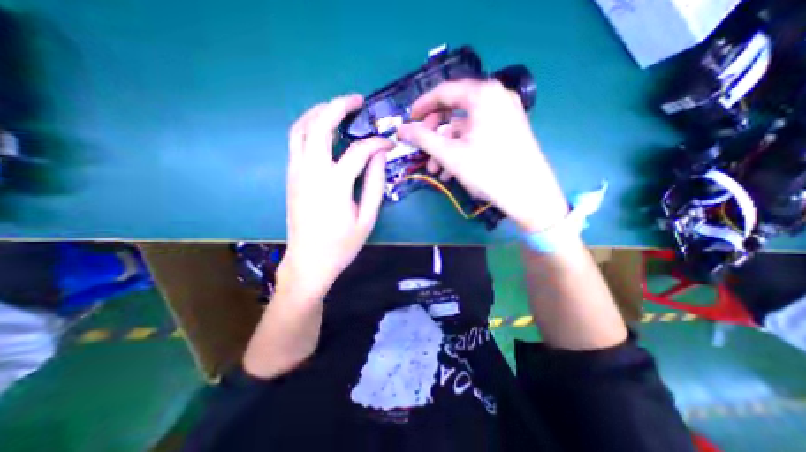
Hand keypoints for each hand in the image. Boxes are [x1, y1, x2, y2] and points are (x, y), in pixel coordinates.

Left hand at [281, 95, 394, 299]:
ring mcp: (296, 172)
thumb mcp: (367, 219)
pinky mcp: (291, 176)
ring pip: (300, 128)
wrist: (308, 261)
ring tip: (338, 107)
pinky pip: (295, 141)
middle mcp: (311, 171)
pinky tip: (322, 129)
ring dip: (319, 111)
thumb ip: (375, 184)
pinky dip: (308, 126)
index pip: (358, 151)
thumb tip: (379, 156)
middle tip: (357, 100)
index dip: (377, 143)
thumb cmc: (341, 245)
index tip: (390, 144)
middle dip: (339, 105)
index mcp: (334, 184)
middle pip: (319, 124)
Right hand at [397, 79, 565, 232]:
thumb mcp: (450, 154)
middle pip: (454, 109)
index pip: (444, 92)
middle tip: (421, 147)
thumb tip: (401, 130)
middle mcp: (496, 98)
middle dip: (434, 131)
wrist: (529, 195)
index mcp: (483, 96)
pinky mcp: (509, 130)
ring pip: (465, 126)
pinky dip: (461, 148)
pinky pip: (477, 134)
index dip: (422, 106)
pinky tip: (450, 169)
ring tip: (434, 168)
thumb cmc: (488, 171)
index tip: (408, 120)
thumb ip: (423, 139)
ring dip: (446, 146)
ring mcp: (505, 114)